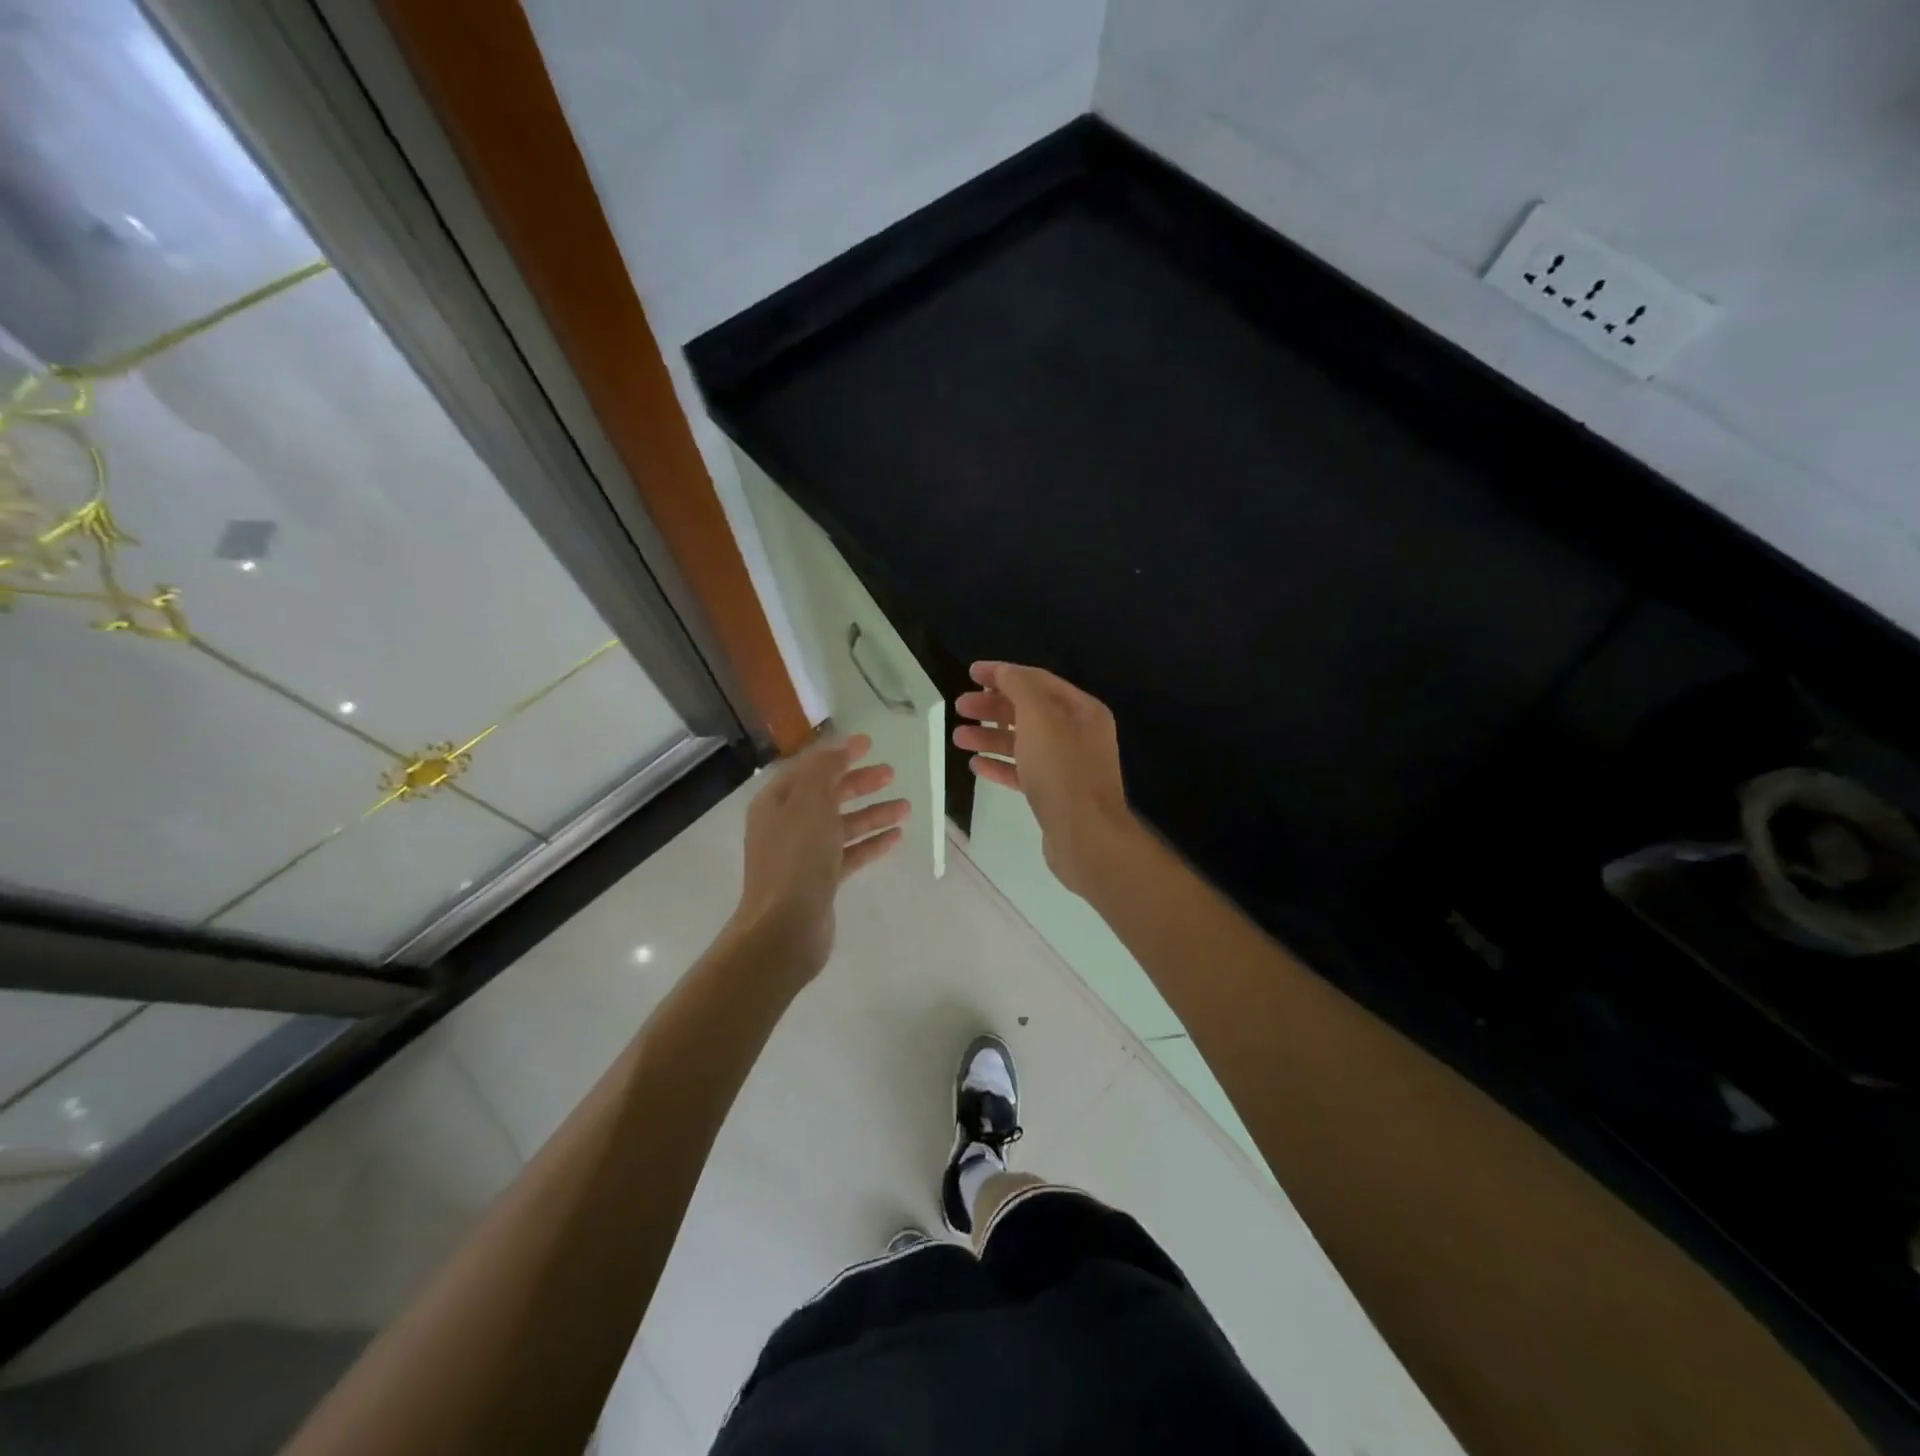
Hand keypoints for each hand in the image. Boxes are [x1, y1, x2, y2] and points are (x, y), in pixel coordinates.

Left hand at [732, 734, 907, 982]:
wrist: (785, 927)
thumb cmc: (796, 857)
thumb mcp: (810, 801)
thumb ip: (824, 770)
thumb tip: (839, 751)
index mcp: (777, 801)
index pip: (809, 767)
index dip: (838, 753)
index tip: (869, 743)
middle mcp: (787, 824)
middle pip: (827, 795)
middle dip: (859, 783)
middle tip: (891, 773)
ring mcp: (803, 854)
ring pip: (842, 825)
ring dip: (873, 813)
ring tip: (906, 807)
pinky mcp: (820, 880)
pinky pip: (849, 853)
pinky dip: (871, 843)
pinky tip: (896, 836)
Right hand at [954, 662, 1137, 895]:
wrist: (1085, 836)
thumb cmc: (1062, 770)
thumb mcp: (1039, 718)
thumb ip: (1019, 688)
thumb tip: (1002, 671)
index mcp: (1082, 710)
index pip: (1037, 681)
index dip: (1003, 674)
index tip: (970, 673)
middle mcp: (1078, 734)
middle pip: (1029, 711)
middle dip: (992, 707)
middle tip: (959, 707)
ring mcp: (1067, 766)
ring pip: (1023, 743)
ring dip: (990, 737)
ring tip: (958, 738)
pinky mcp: (1055, 794)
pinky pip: (1024, 772)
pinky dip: (1000, 765)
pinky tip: (976, 765)